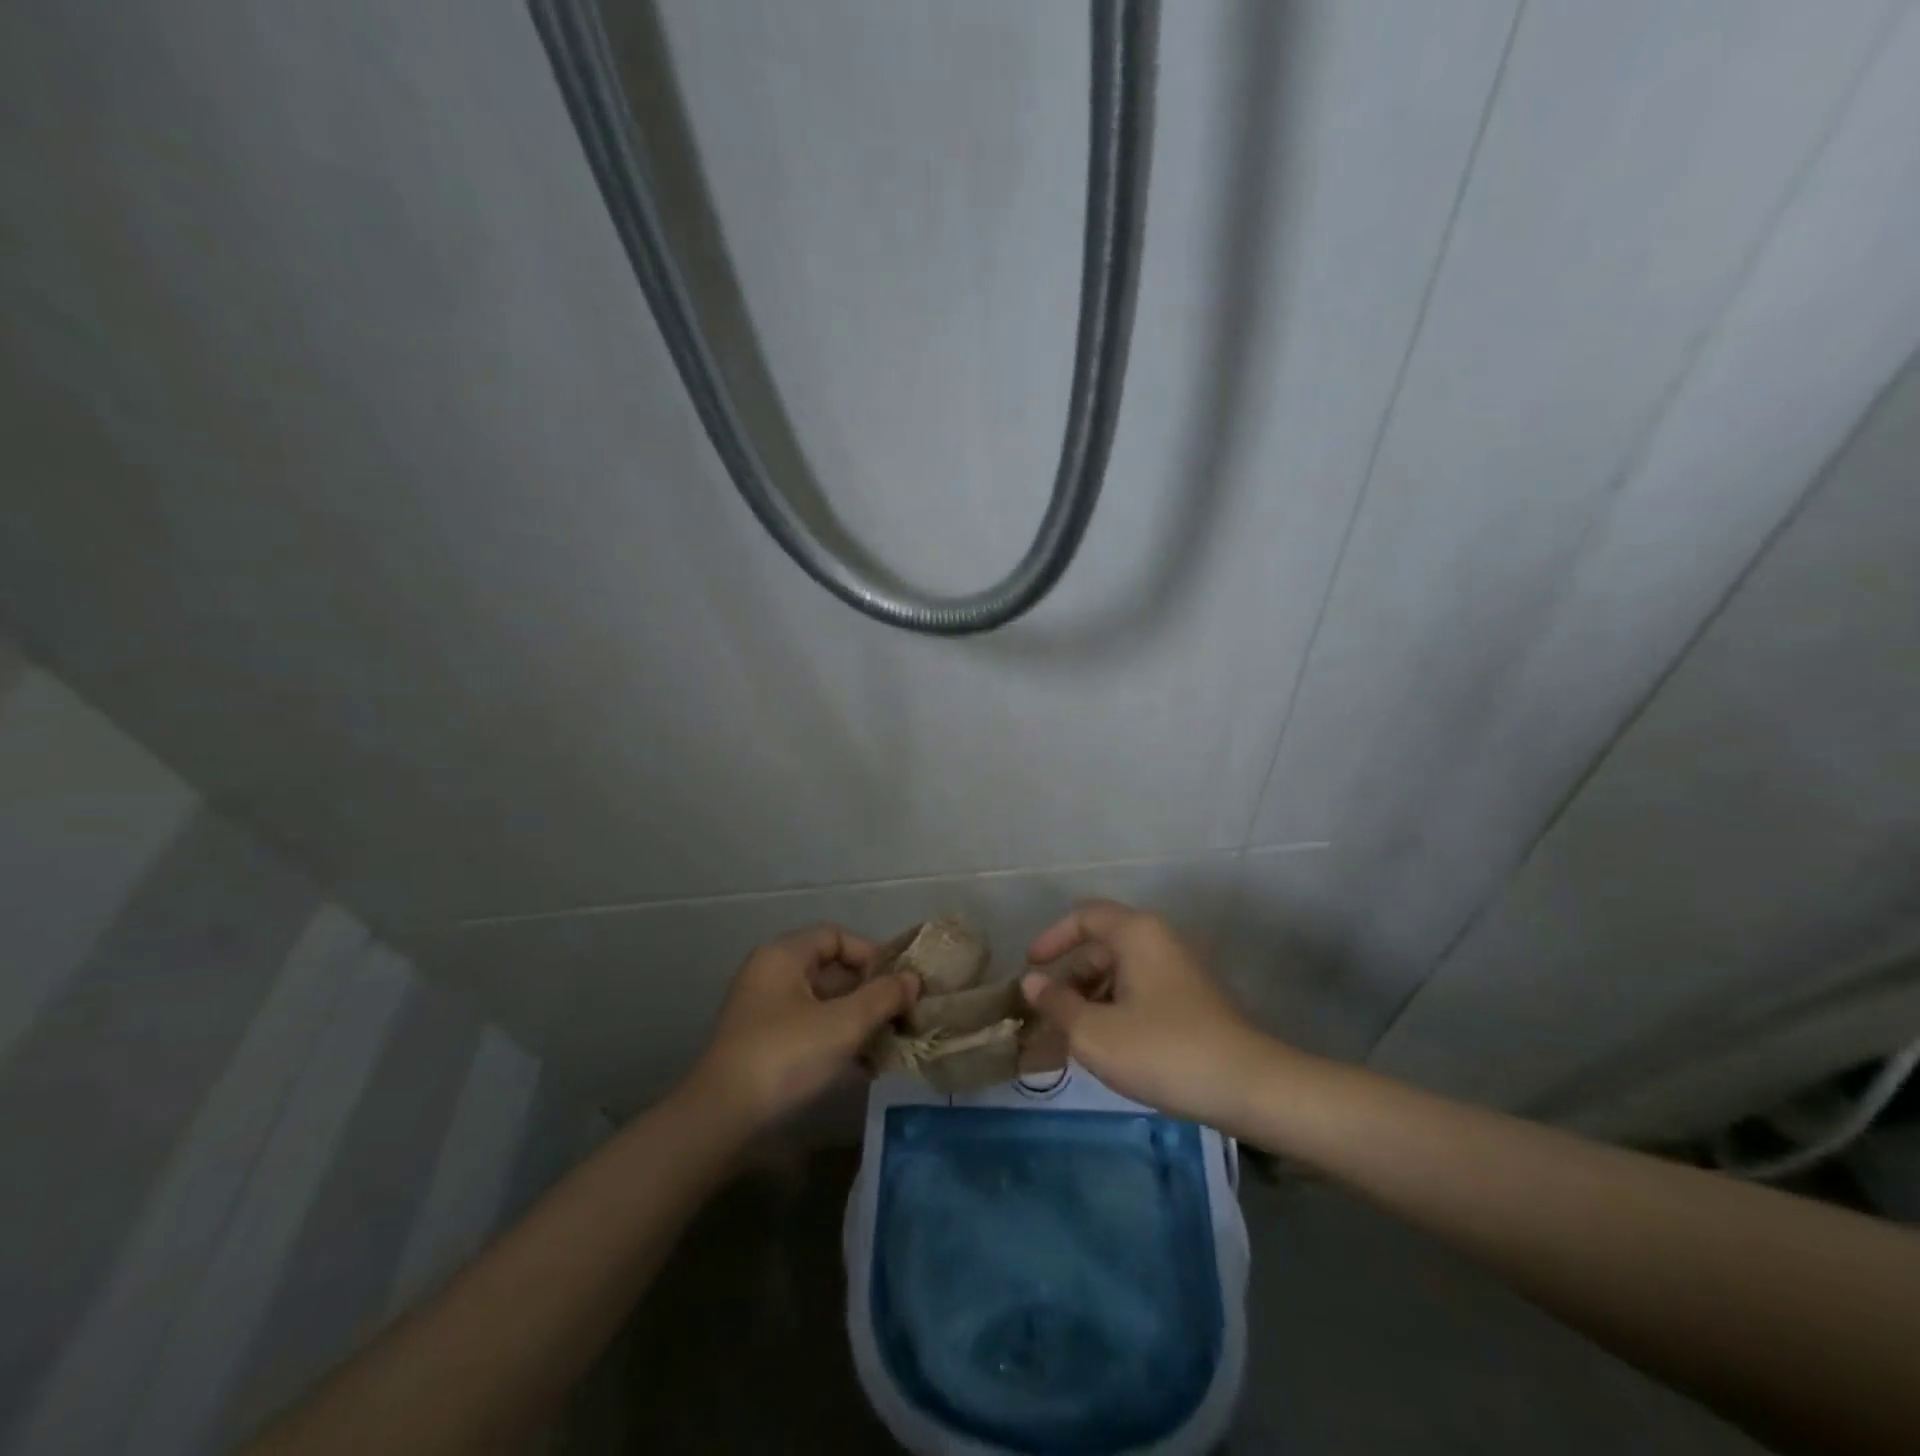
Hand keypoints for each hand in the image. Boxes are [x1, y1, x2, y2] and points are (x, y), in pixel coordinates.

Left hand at [689, 924, 918, 1130]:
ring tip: (891, 1045)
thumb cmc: (786, 1056)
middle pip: (832, 971)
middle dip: (871, 994)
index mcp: (783, 956)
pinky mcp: (765, 1047)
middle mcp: (771, 976)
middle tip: (903, 1017)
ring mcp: (765, 1013)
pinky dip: (839, 1042)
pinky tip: (866, 1068)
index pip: (837, 937)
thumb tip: (913, 979)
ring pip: (824, 1005)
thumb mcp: (843, 1024)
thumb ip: (883, 997)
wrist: (721, 1121)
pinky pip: (811, 1031)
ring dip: (859, 1021)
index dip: (872, 956)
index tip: (898, 985)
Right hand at [1021, 900, 1271, 1125]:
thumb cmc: (1161, 1049)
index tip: (1029, 967)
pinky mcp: (1187, 1003)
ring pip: (1117, 977)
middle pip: (1100, 949)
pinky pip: (1136, 996)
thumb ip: (1056, 1003)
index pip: (1084, 917)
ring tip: (1062, 1043)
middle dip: (1066, 981)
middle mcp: (1157, 942)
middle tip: (1042, 1015)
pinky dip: (1111, 1014)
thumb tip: (1031, 982)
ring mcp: (1175, 973)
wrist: (1246, 1087)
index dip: (1052, 938)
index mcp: (1136, 933)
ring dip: (1086, 1003)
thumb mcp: (1094, 1031)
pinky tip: (1097, 1050)